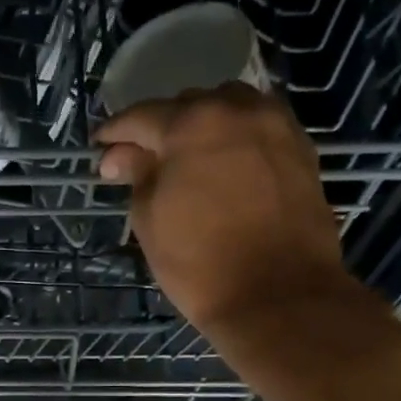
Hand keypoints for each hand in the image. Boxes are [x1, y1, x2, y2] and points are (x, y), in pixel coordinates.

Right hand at [96, 83, 355, 334]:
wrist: (277, 295)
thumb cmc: (199, 262)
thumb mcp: (149, 219)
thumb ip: (136, 175)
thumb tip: (120, 155)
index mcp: (192, 124)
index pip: (141, 116)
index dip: (115, 132)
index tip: (99, 147)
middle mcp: (237, 110)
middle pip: (188, 106)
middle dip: (160, 128)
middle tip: (141, 160)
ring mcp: (275, 126)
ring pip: (229, 108)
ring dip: (202, 125)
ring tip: (186, 157)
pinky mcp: (301, 149)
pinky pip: (258, 128)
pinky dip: (235, 137)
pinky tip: (223, 163)